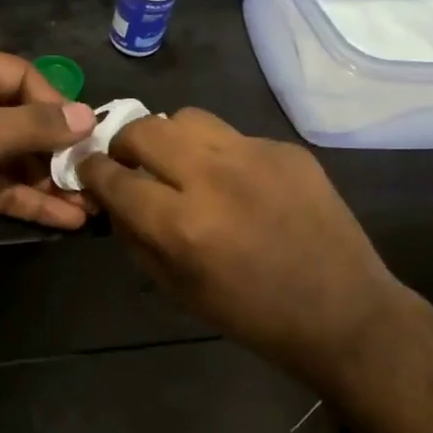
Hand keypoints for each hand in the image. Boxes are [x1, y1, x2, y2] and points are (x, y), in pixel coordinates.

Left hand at [0, 46, 96, 262]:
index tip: (87, 130)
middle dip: (58, 149)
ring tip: (91, 202)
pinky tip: (67, 217)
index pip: (21, 76)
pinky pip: (5, 187)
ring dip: (51, 180)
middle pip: (23, 120)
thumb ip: (34, 126)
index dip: (56, 102)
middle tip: (96, 171)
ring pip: (17, 159)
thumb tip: (88, 117)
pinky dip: (32, 201)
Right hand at [77, 108, 409, 370]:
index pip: (115, 178)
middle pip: (145, 130)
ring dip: (170, 138)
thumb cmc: (252, 315)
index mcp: (183, 225)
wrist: (344, 313)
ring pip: (187, 117)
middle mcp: (214, 178)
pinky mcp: (285, 149)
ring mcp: (254, 156)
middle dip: (124, 143)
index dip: (92, 171)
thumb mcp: (178, 289)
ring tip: (180, 162)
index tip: (88, 169)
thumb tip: (113, 199)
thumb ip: (136, 237)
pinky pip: (233, 136)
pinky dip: (219, 154)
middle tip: (129, 161)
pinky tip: (236, 182)